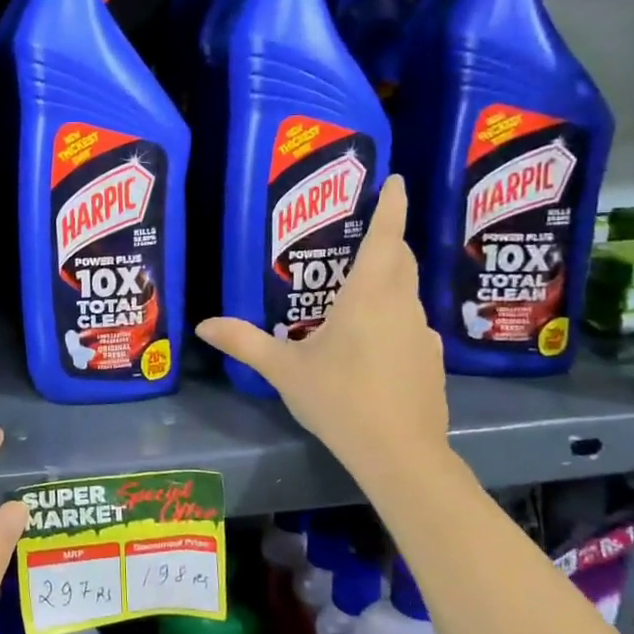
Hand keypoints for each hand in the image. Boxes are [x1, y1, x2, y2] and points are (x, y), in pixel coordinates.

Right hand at [197, 175, 448, 477]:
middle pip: (400, 261)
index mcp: (368, 296)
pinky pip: (411, 326)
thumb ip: (244, 343)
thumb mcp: (284, 370)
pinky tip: (371, 347)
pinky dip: (393, 320)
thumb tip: (203, 325)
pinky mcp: (431, 361)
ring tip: (355, 294)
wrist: (400, 454)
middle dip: (387, 241)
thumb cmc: (339, 399)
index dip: (392, 206)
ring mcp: (423, 335)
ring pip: (406, 295)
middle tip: (361, 236)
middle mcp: (402, 306)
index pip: (385, 238)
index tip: (398, 180)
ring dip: (388, 283)